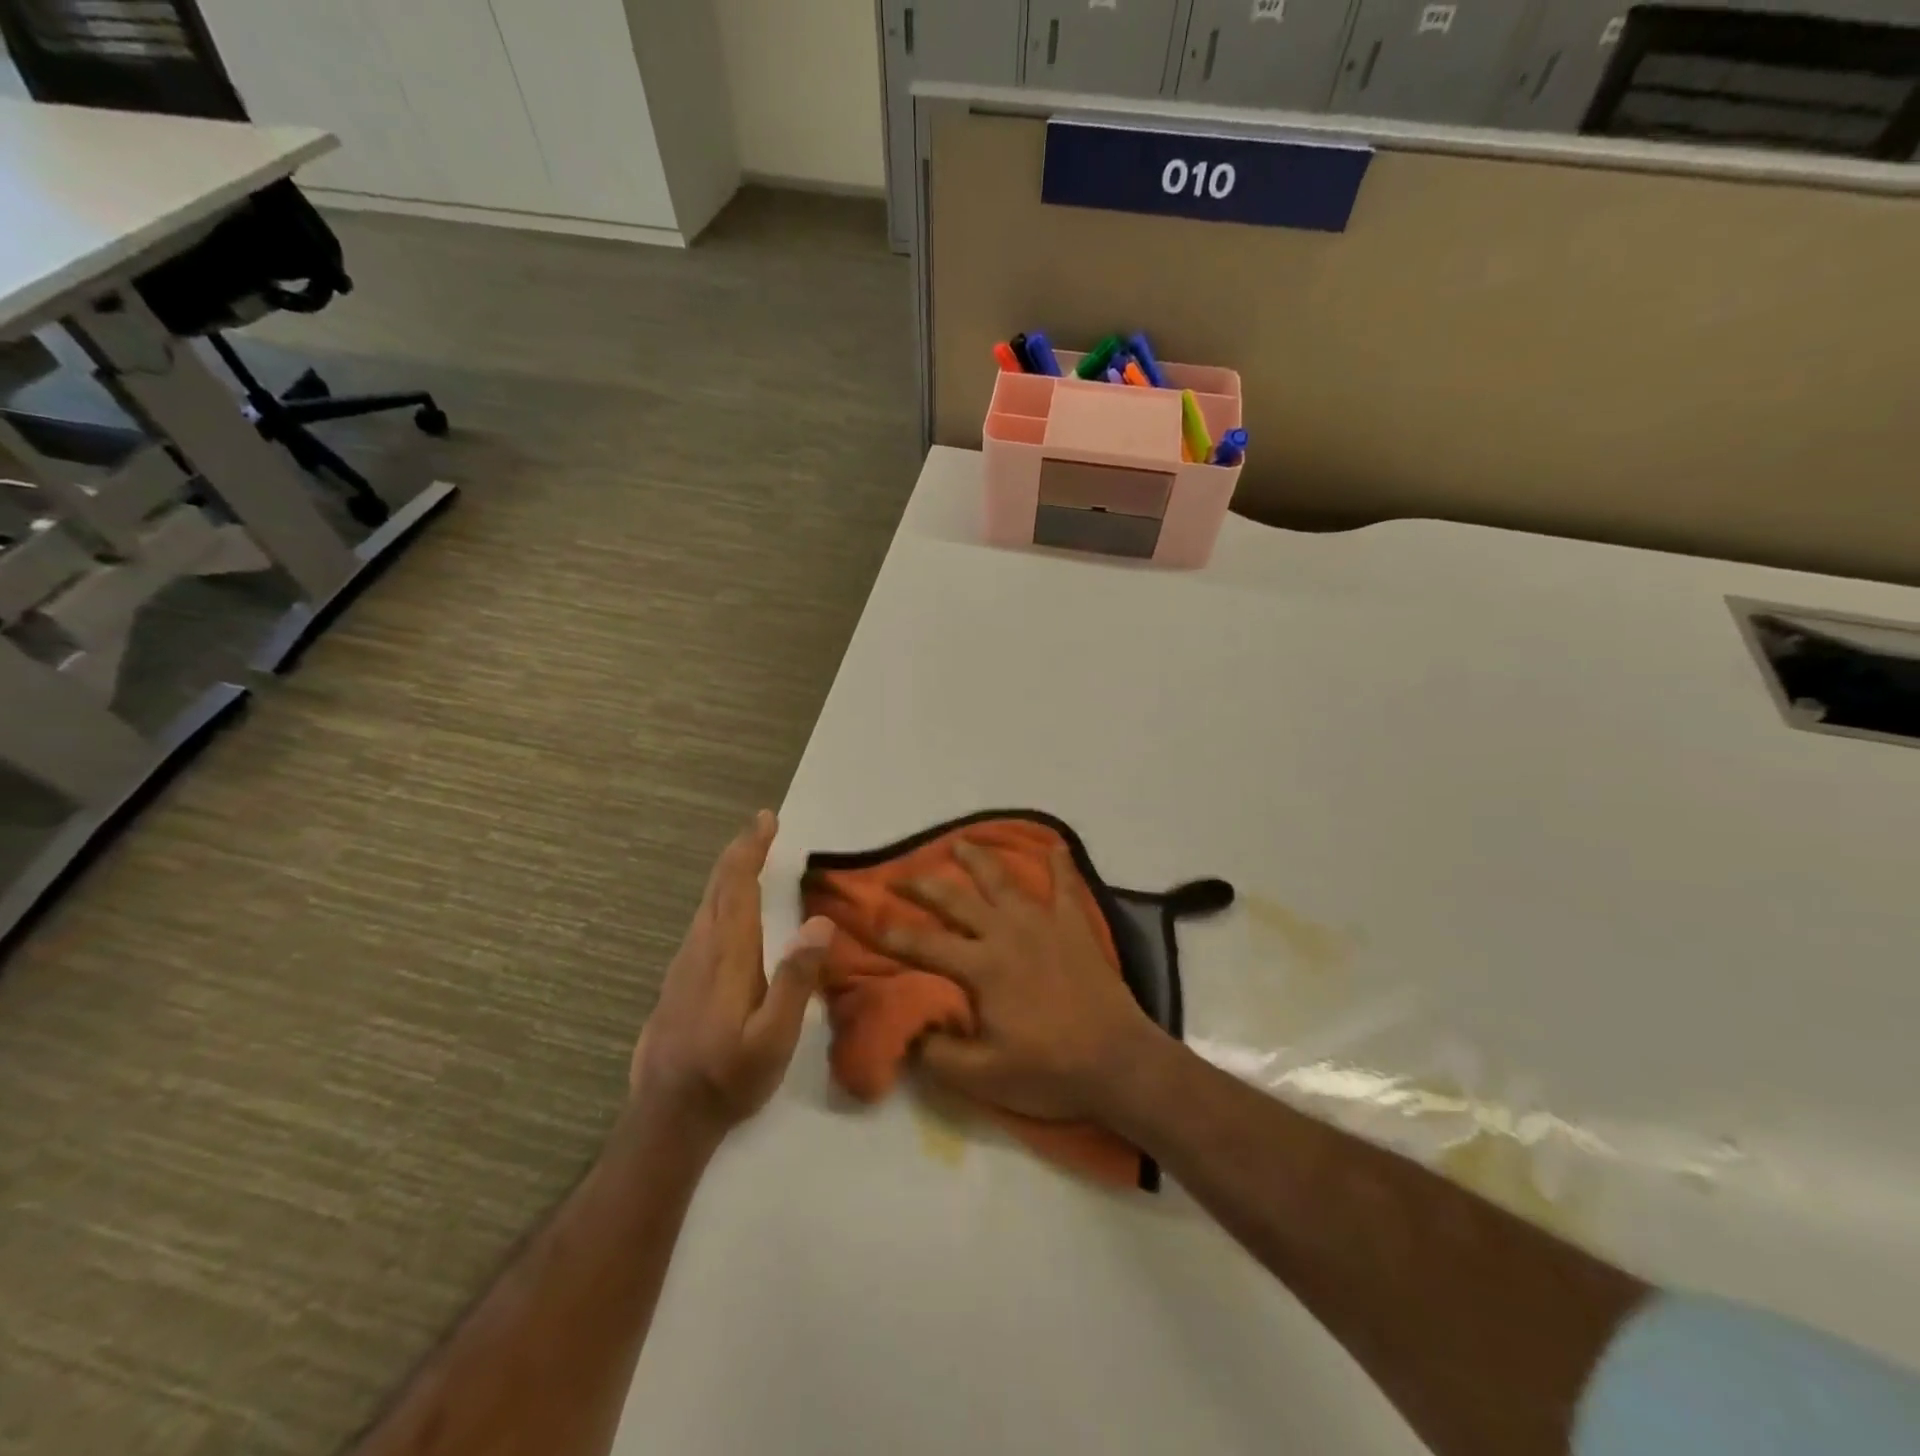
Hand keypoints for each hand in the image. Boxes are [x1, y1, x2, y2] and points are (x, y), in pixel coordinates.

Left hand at [630, 811, 833, 1139]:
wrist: (666, 1119)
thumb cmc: (728, 1078)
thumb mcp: (774, 1038)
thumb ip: (796, 979)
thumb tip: (818, 922)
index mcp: (726, 954)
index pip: (736, 886)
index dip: (750, 849)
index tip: (766, 819)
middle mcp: (700, 949)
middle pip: (717, 887)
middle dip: (740, 852)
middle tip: (763, 827)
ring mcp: (683, 965)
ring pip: (706, 904)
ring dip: (729, 874)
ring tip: (751, 858)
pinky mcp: (678, 982)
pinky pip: (701, 923)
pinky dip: (720, 899)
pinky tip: (729, 911)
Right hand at [886, 839, 1164, 1122]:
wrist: (1119, 1062)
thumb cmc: (1050, 1070)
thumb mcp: (984, 1078)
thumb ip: (939, 1054)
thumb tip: (910, 1030)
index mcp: (982, 967)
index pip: (926, 944)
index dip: (895, 934)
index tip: (872, 922)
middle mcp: (1006, 933)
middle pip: (956, 900)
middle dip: (923, 885)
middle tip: (901, 875)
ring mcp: (1043, 923)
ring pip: (1002, 880)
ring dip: (978, 859)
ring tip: (960, 842)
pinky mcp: (1075, 926)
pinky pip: (1066, 886)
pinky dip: (1060, 864)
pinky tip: (1054, 846)